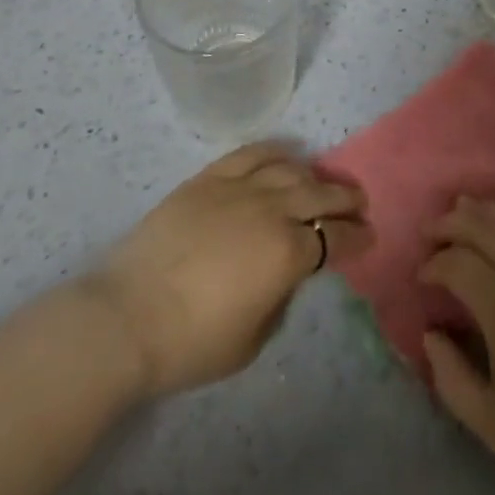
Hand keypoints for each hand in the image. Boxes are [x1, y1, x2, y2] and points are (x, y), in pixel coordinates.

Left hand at [85, 143, 370, 397]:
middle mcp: (273, 210)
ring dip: (315, 175)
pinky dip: (275, 151)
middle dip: (346, 199)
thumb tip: (287, 273)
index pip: (336, 237)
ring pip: (291, 170)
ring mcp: (240, 188)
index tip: (368, 237)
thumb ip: (281, 298)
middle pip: (321, 194)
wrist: (126, 318)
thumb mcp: (252, 340)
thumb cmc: (191, 343)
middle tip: (359, 203)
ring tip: (323, 181)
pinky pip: (252, 154)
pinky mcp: (210, 178)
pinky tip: (286, 155)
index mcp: (288, 253)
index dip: (357, 237)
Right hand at [420, 190, 494, 494]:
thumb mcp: (490, 422)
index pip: (457, 264)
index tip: (422, 276)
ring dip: (486, 209)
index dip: (434, 263)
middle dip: (452, 224)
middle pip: (483, 230)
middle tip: (432, 228)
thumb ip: (450, 376)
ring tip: (464, 204)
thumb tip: (430, 333)